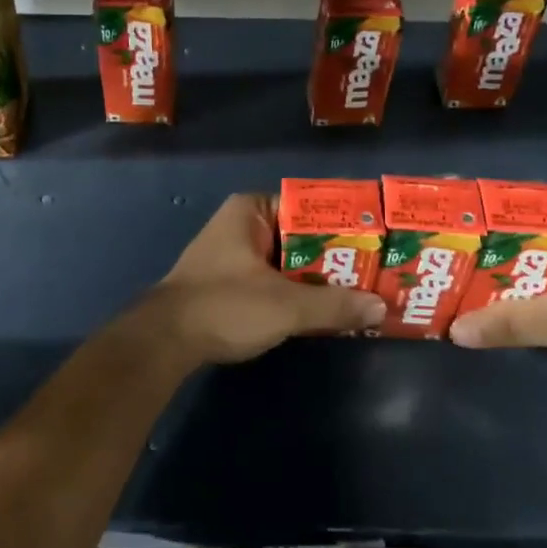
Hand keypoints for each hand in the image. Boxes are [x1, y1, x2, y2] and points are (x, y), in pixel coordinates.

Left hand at [133, 193, 385, 368]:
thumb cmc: (225, 306)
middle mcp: (242, 224)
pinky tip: (326, 309)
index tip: (377, 240)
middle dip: (336, 256)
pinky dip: (298, 292)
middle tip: (378, 270)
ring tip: (363, 290)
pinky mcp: (230, 282)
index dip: (344, 224)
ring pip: (289, 261)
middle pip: (301, 236)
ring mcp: (234, 254)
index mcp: (251, 210)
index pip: (309, 206)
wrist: (165, 341)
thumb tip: (381, 307)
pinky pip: (275, 279)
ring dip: (319, 278)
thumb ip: (334, 305)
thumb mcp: (286, 305)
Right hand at [448, 206, 546, 379]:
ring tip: (457, 273)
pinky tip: (494, 299)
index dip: (480, 206)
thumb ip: (508, 322)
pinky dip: (520, 287)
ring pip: (531, 256)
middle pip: (520, 230)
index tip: (445, 214)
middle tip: (441, 248)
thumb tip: (455, 331)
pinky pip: (544, 279)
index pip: (517, 200)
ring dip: (500, 268)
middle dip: (483, 242)